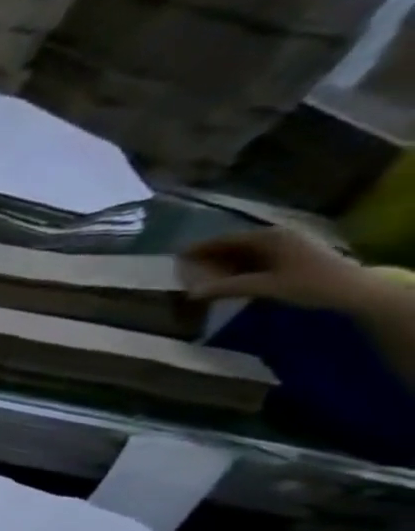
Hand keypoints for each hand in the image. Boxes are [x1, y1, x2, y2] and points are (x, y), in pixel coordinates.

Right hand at [181, 227, 379, 313]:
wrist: (353, 291)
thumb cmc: (309, 284)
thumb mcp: (264, 287)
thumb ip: (226, 288)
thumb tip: (190, 294)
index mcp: (270, 238)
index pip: (227, 240)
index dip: (201, 248)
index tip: (177, 257)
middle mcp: (277, 237)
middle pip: (235, 245)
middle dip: (210, 257)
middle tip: (185, 269)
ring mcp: (286, 247)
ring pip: (245, 254)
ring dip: (223, 265)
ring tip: (200, 277)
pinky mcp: (291, 258)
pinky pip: (256, 260)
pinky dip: (238, 269)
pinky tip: (226, 280)